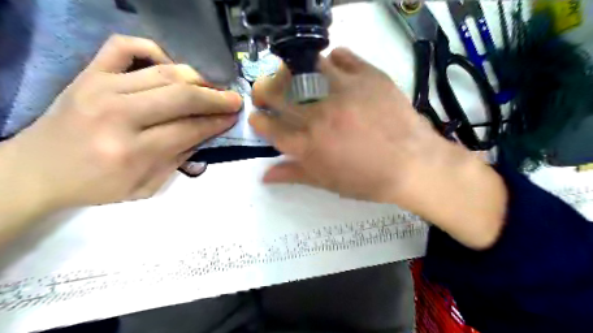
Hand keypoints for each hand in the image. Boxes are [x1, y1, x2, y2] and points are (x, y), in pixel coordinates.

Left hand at [1, 35, 239, 211]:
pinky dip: (154, 50)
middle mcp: (118, 115)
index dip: (217, 122)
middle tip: (234, 100)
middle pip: (182, 96)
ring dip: (197, 79)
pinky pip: (125, 46)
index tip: (234, 117)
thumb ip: (180, 159)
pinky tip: (169, 66)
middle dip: (216, 97)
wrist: (37, 171)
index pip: (189, 128)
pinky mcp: (89, 73)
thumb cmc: (97, 185)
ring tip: (211, 88)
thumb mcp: (147, 186)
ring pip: (164, 72)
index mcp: (132, 152)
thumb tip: (206, 132)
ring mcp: (100, 88)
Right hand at [248, 47, 447, 205]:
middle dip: (267, 93)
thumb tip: (265, 175)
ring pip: (308, 71)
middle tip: (267, 91)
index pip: (273, 130)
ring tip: (300, 76)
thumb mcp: (328, 182)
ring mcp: (343, 93)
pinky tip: (333, 62)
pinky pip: (344, 58)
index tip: (256, 116)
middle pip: (282, 98)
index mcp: (308, 145)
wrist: (412, 165)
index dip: (260, 123)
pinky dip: (335, 57)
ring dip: (298, 72)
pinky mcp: (367, 78)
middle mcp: (319, 116)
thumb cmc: (368, 180)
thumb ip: (295, 175)